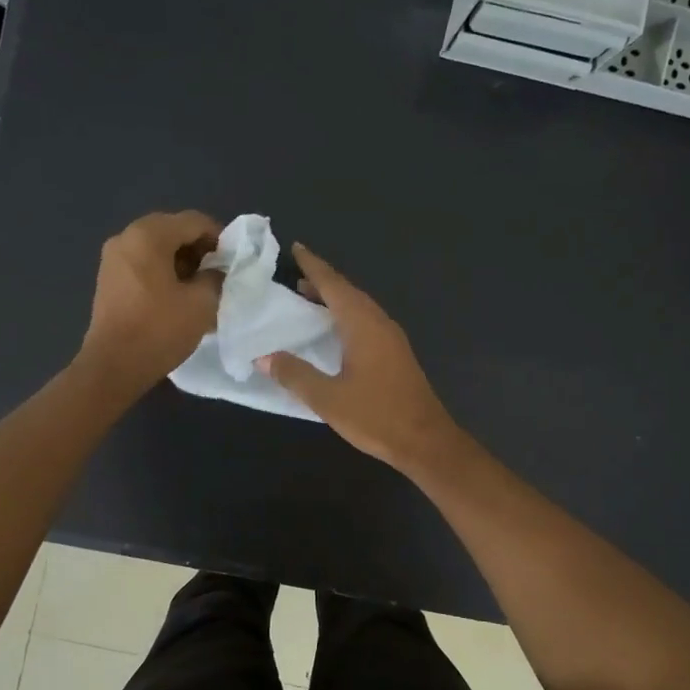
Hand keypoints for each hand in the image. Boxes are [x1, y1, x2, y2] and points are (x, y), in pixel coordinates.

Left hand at [77, 211, 222, 395]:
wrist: (114, 366)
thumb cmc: (160, 330)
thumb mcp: (201, 303)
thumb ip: (216, 277)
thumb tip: (216, 271)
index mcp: (149, 235)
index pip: (194, 221)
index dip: (220, 237)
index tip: (234, 261)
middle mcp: (126, 237)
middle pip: (173, 230)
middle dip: (199, 248)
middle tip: (218, 273)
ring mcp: (113, 257)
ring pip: (157, 247)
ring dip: (182, 261)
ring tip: (200, 287)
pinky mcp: (109, 278)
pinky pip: (143, 262)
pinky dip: (163, 270)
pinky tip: (177, 295)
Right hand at [258, 244, 461, 471]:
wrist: (425, 441)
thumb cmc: (376, 417)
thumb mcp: (327, 398)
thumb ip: (294, 375)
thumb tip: (263, 357)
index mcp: (363, 325)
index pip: (334, 285)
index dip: (314, 266)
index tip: (296, 248)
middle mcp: (379, 323)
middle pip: (348, 292)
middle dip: (322, 281)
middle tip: (295, 275)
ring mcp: (392, 338)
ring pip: (359, 307)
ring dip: (335, 299)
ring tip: (309, 298)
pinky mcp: (396, 354)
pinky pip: (367, 322)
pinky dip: (346, 316)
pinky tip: (336, 331)